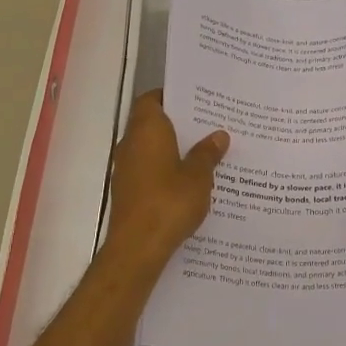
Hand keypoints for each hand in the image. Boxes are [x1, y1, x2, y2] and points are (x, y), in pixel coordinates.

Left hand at [106, 91, 228, 267]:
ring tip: (206, 152)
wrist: (138, 247)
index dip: (172, 97)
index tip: (196, 101)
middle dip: (179, 124)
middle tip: (210, 125)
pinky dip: (166, 169)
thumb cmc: (169, 202)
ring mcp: (126, 168)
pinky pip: (149, 170)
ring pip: (152, 148)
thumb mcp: (198, 177)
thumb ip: (207, 154)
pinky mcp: (128, 191)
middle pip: (153, 123)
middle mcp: (131, 144)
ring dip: (173, 149)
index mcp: (147, 130)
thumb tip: (218, 135)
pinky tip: (190, 181)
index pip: (153, 99)